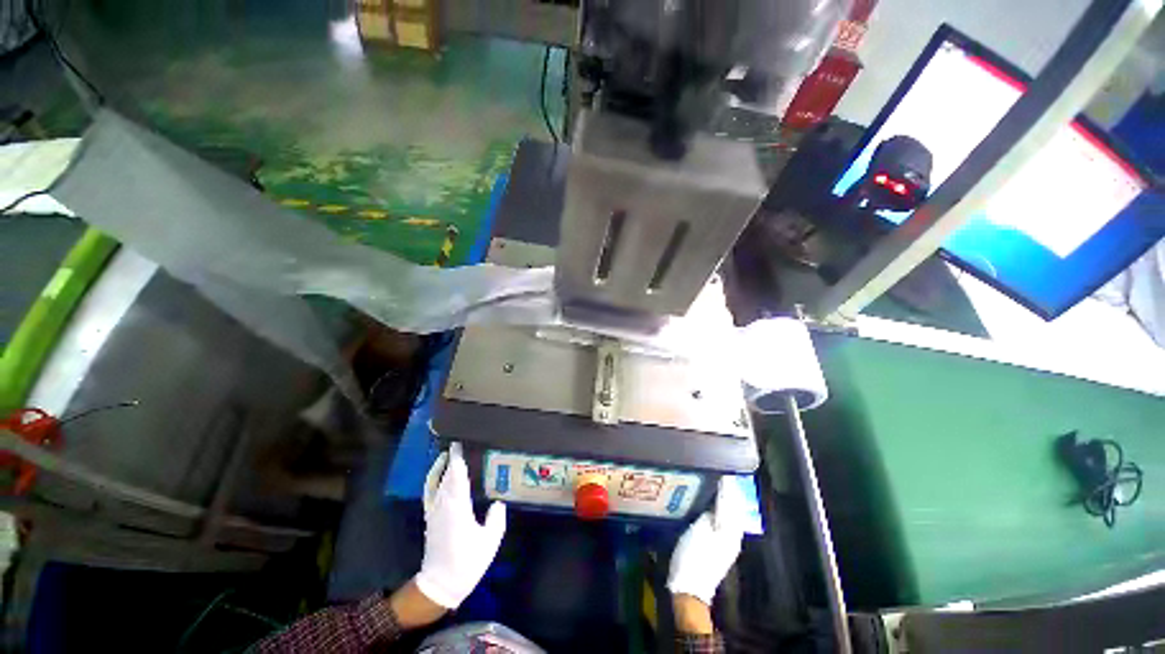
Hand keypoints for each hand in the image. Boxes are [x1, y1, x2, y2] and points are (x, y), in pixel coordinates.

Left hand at [414, 442, 506, 609]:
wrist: (441, 585)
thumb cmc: (467, 562)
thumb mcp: (490, 541)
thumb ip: (496, 518)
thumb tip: (498, 502)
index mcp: (458, 507)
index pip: (457, 475)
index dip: (458, 459)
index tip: (460, 443)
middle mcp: (443, 504)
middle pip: (446, 475)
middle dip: (452, 458)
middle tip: (460, 444)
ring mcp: (434, 511)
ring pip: (436, 482)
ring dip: (441, 467)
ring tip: (448, 454)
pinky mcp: (430, 518)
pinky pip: (429, 492)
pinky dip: (432, 479)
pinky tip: (438, 475)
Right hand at [667, 477, 747, 606]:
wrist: (689, 587)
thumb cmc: (694, 555)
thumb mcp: (701, 528)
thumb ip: (713, 510)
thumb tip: (721, 493)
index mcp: (731, 529)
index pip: (732, 500)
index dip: (727, 484)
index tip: (722, 468)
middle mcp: (733, 534)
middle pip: (732, 507)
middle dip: (726, 491)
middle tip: (717, 473)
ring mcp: (727, 542)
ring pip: (728, 514)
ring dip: (723, 499)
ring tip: (713, 484)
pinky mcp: (718, 546)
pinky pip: (722, 520)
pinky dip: (718, 509)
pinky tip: (709, 504)